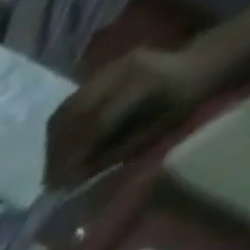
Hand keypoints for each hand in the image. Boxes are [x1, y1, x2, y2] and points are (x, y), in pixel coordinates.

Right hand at [46, 46, 216, 184]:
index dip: (74, 157)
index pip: (96, 124)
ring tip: (52, 166)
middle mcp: (121, 70)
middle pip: (73, 115)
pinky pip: (67, 106)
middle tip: (50, 179)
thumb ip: (113, 153)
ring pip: (64, 111)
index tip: (59, 185)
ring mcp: (107, 68)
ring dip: (52, 143)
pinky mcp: (98, 73)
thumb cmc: (181, 104)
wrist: (198, 64)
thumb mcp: (154, 133)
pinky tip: (57, 149)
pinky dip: (57, 132)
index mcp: (143, 83)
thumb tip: (74, 178)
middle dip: (57, 152)